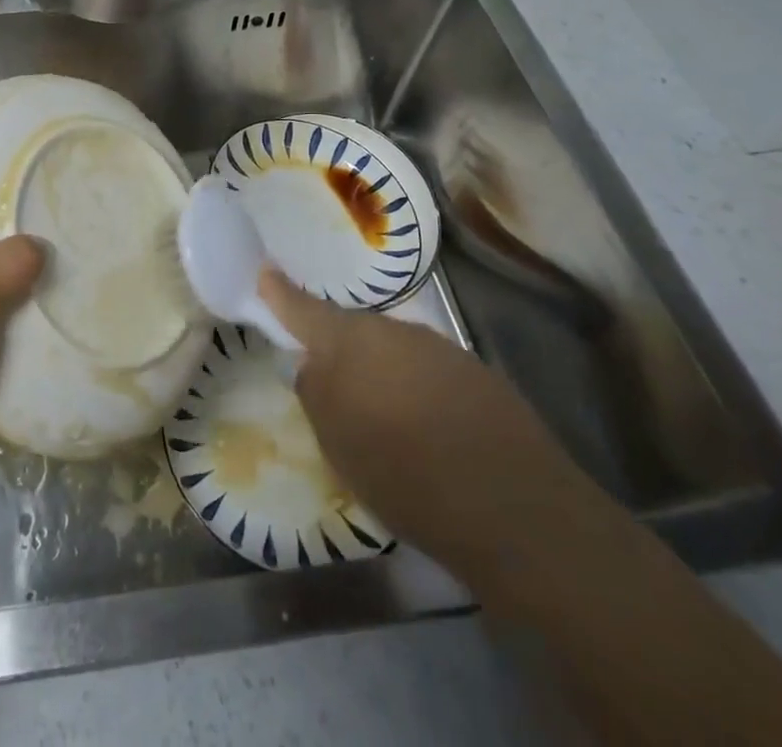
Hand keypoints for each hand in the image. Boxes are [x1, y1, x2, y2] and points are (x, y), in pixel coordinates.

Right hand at [259, 267, 607, 587]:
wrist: (516, 509)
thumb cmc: (405, 474)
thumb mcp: (337, 442)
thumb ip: (316, 392)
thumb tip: (311, 363)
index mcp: (349, 343)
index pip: (303, 309)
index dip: (281, 293)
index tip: (265, 271)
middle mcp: (393, 330)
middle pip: (353, 331)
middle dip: (340, 350)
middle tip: (334, 387)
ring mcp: (440, 348)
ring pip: (393, 351)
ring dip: (382, 373)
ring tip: (385, 418)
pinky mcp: (478, 374)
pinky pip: (429, 372)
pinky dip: (418, 390)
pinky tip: (430, 430)